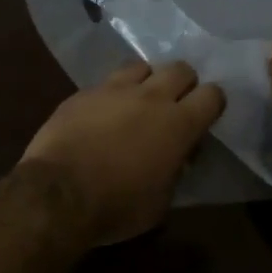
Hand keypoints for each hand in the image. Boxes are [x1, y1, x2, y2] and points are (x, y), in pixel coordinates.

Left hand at [21, 61, 226, 245]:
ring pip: (141, 66)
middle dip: (183, 84)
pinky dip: (112, 94)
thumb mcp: (161, 201)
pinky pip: (106, 82)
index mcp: (179, 124)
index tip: (204, 118)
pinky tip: (103, 113)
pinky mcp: (83, 93)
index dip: (213, 104)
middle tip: (174, 105)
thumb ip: (175, 171)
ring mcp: (114, 90)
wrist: (58, 194)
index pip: (213, 95)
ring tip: (138, 101)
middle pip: (180, 69)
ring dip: (147, 81)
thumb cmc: (117, 206)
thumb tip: (176, 158)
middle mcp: (151, 97)